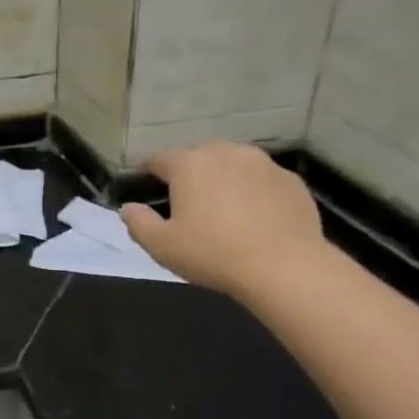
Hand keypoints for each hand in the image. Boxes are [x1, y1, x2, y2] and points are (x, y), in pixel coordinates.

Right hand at [120, 142, 325, 300]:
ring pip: (233, 164)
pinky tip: (255, 219)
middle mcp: (226, 152)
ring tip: (223, 209)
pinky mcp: (290, 179)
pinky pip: (262, 180)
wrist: (283, 266)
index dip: (148, 171)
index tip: (145, 183)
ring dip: (224, 180)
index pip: (159, 159)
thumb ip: (138, 223)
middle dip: (190, 174)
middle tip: (187, 202)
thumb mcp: (162, 247)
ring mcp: (263, 163)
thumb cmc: (213, 254)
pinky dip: (254, 192)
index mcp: (189, 165)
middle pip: (199, 156)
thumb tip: (128, 208)